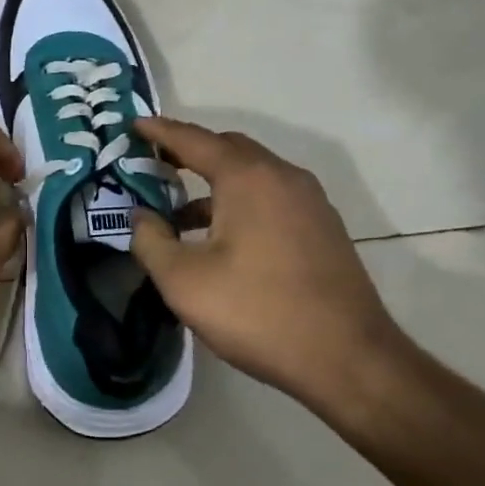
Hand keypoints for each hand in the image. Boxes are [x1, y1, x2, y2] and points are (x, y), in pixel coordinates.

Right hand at [129, 118, 407, 413]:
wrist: (350, 360)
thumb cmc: (258, 312)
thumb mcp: (184, 282)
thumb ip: (151, 241)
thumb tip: (141, 216)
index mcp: (247, 177)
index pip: (193, 139)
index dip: (160, 131)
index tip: (135, 125)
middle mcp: (282, 176)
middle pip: (228, 149)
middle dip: (189, 152)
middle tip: (155, 166)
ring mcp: (310, 201)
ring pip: (252, 174)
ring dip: (215, 183)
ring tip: (180, 215)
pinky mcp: (323, 227)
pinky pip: (272, 197)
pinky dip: (241, 201)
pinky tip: (223, 239)